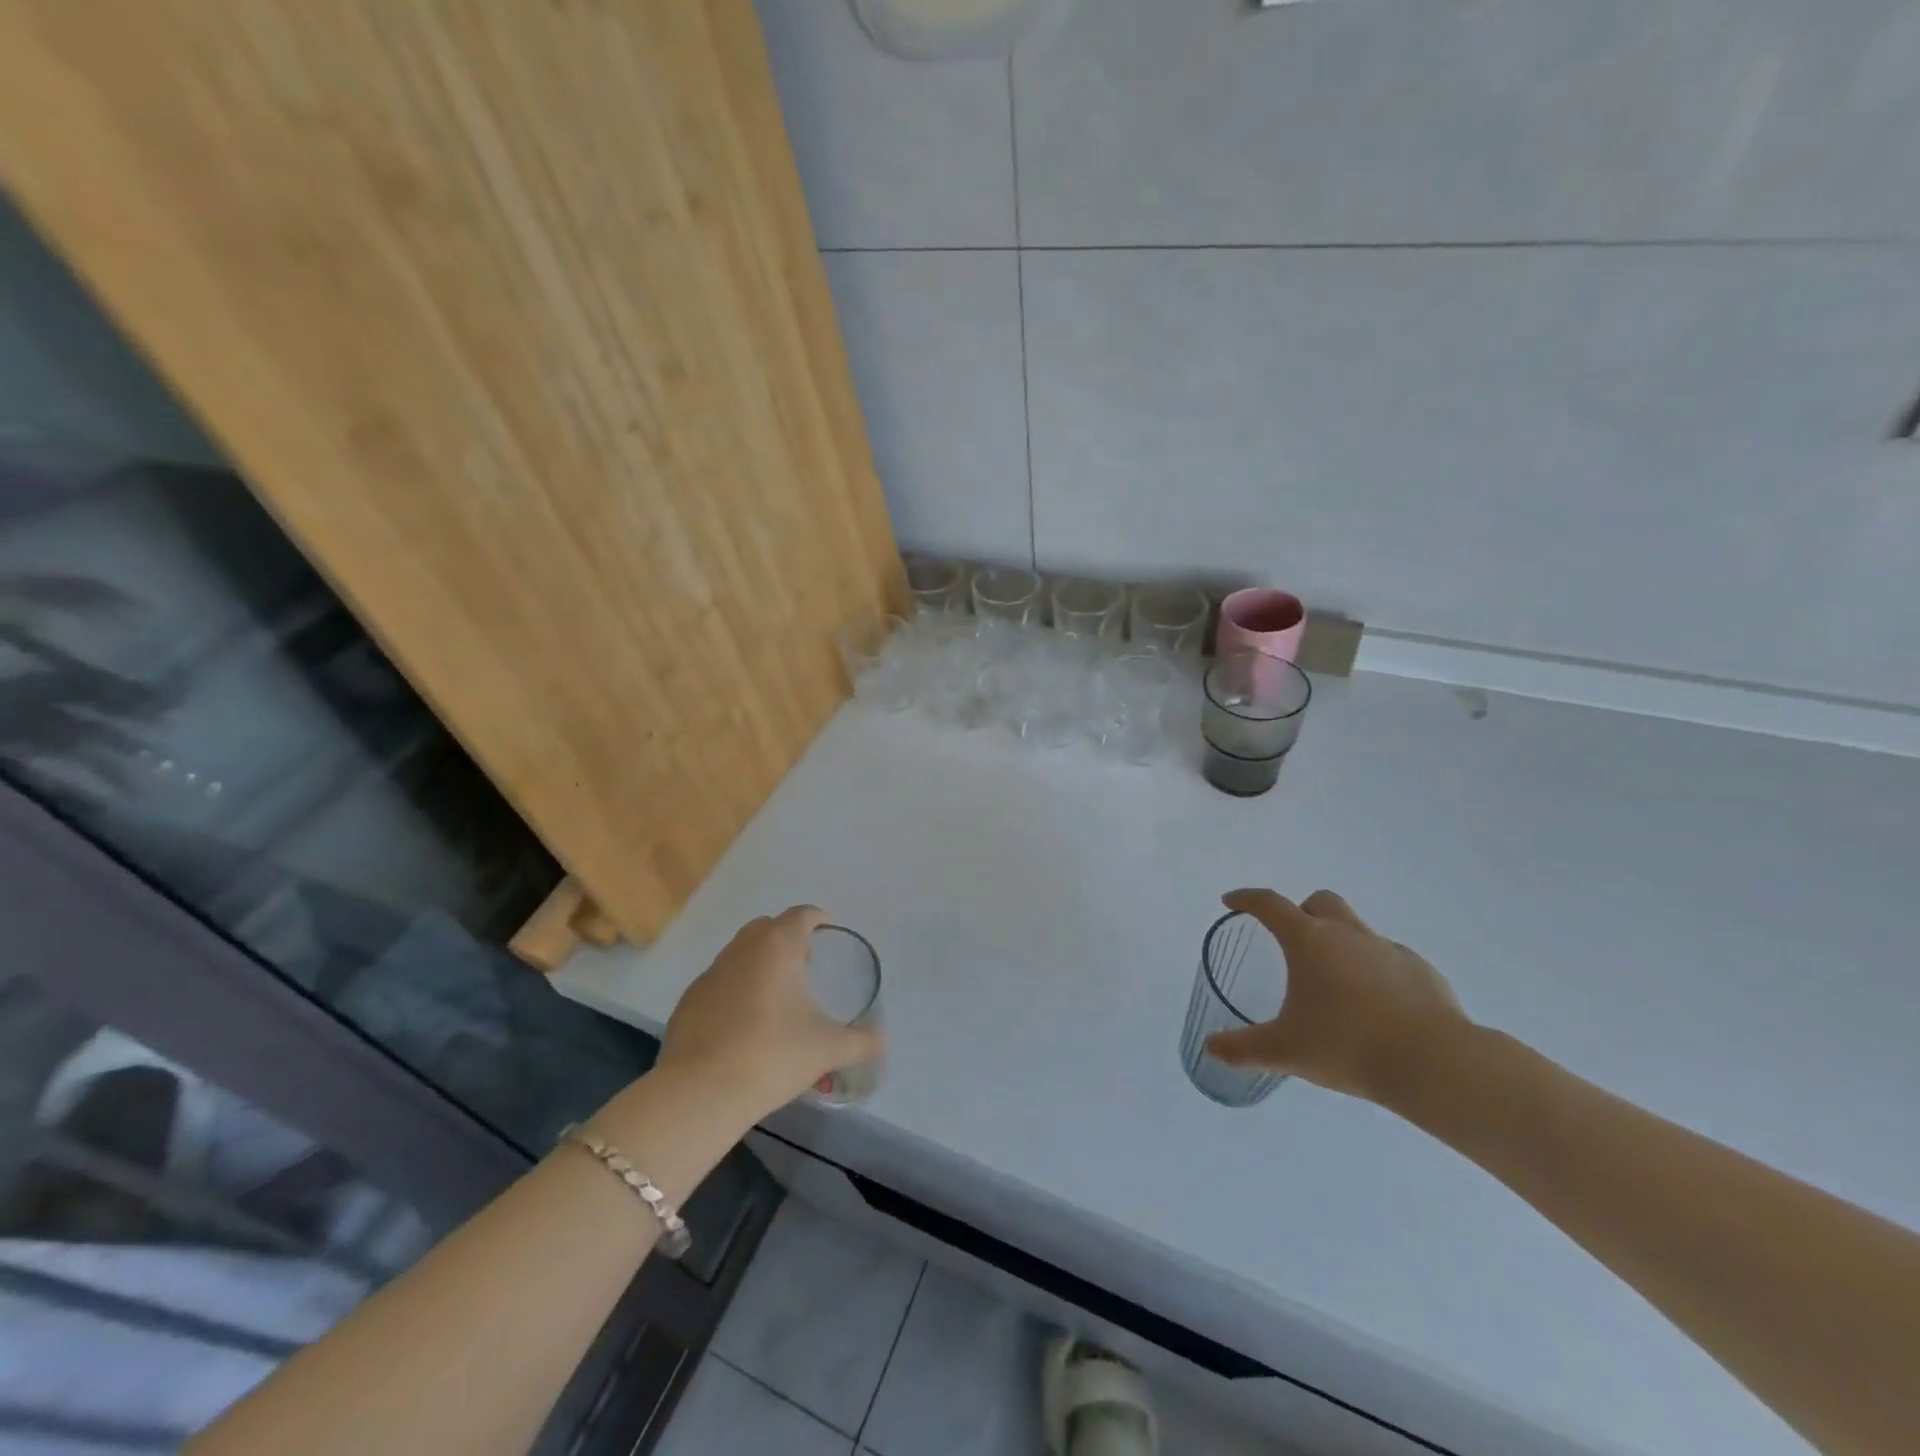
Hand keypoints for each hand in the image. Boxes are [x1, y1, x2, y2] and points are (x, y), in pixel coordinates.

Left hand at [657, 906, 883, 1117]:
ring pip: (740, 954)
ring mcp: (710, 974)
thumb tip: (881, 1040)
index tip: (829, 936)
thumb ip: (861, 1041)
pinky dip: (735, 992)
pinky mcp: (688, 1002)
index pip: (802, 915)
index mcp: (777, 946)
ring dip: (759, 964)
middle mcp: (741, 949)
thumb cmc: (773, 1056)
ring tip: (777, 998)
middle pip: (768, 927)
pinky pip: (719, 984)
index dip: (819, 920)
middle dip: (788, 939)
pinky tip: (744, 1025)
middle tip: (806, 966)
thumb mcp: (828, 1049)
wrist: (700, 1093)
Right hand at [1204, 889, 1467, 1103]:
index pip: (1270, 904)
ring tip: (1335, 987)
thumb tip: (1210, 1047)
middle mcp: (1348, 934)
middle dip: (1302, 912)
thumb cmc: (1348, 1046)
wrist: (1435, 1064)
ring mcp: (1389, 949)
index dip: (1247, 899)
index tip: (1231, 901)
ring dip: (1341, 944)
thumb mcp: (1285, 1051)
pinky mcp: (1423, 972)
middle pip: (1320, 902)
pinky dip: (1375, 972)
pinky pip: (1390, 960)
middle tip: (1292, 941)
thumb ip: (1243, 1048)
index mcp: (1309, 941)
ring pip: (1357, 930)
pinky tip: (1377, 1009)